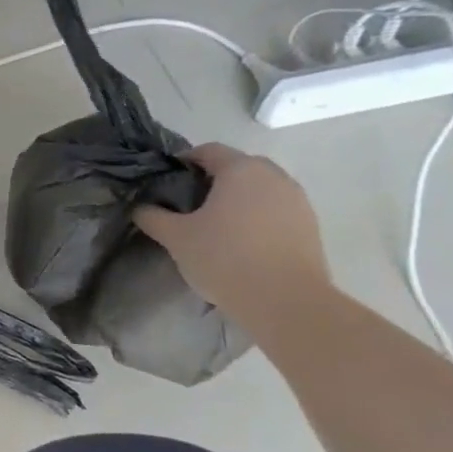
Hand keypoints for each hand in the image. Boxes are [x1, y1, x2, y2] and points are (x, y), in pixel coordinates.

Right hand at [133, 144, 332, 327]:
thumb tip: (142, 207)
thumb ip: (153, 216)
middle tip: (190, 205)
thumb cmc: (224, 258)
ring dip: (238, 199)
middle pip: (238, 166)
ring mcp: (297, 200)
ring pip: (260, 189)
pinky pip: (276, 210)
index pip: (208, 151)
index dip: (184, 161)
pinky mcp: (310, 226)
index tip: (167, 182)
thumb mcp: (175, 237)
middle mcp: (274, 176)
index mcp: (241, 170)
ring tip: (217, 226)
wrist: (286, 301)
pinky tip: (242, 243)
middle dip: (213, 180)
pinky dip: (258, 217)